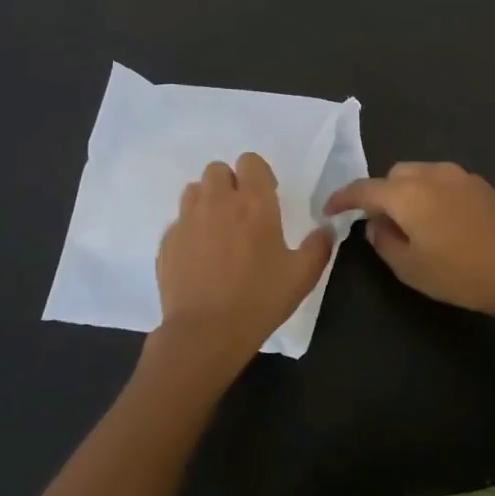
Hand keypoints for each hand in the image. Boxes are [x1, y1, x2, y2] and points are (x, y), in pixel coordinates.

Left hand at [152, 153, 334, 376]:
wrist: (204, 333)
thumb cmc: (259, 300)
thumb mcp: (302, 276)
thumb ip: (319, 246)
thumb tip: (327, 228)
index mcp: (254, 203)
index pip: (251, 162)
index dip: (259, 174)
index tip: (266, 197)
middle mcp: (218, 201)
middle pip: (218, 170)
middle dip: (229, 184)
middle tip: (240, 213)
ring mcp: (188, 219)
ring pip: (195, 190)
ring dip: (207, 201)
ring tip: (217, 229)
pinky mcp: (167, 240)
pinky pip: (179, 221)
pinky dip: (190, 229)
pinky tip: (199, 256)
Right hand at [324, 161, 494, 318]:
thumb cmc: (460, 273)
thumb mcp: (410, 268)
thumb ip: (383, 241)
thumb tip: (376, 223)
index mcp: (407, 194)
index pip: (364, 188)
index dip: (343, 198)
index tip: (329, 209)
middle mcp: (430, 174)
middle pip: (394, 175)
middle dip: (381, 193)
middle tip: (381, 223)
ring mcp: (458, 175)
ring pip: (420, 173)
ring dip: (408, 191)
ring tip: (414, 222)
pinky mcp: (480, 183)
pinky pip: (443, 180)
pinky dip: (432, 193)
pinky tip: (443, 220)